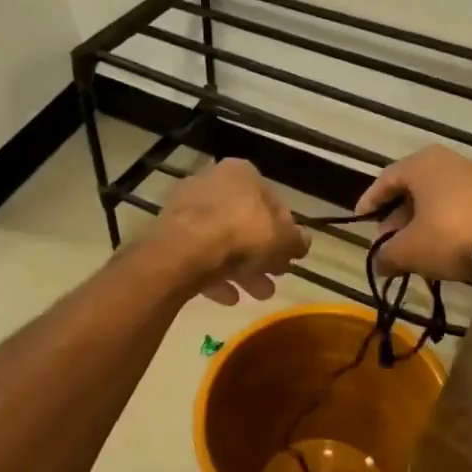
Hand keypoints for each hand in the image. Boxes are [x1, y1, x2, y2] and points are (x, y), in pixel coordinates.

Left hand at [151, 158, 309, 304]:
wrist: (184, 252)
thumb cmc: (241, 234)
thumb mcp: (283, 240)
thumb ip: (297, 240)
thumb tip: (304, 242)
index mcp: (241, 173)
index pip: (272, 201)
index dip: (285, 230)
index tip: (290, 254)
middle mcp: (212, 183)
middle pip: (244, 223)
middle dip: (262, 255)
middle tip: (276, 278)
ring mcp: (186, 208)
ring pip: (221, 241)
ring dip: (242, 270)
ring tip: (257, 295)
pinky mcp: (168, 234)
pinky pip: (198, 255)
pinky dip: (214, 275)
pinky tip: (228, 298)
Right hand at [354, 146, 471, 280]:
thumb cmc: (449, 234)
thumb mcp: (409, 250)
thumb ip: (386, 256)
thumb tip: (379, 264)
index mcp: (421, 163)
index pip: (385, 180)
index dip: (369, 203)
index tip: (360, 221)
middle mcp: (447, 162)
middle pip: (411, 190)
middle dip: (396, 220)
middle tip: (387, 244)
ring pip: (435, 201)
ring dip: (420, 225)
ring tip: (412, 253)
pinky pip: (457, 208)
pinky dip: (443, 226)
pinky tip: (440, 251)